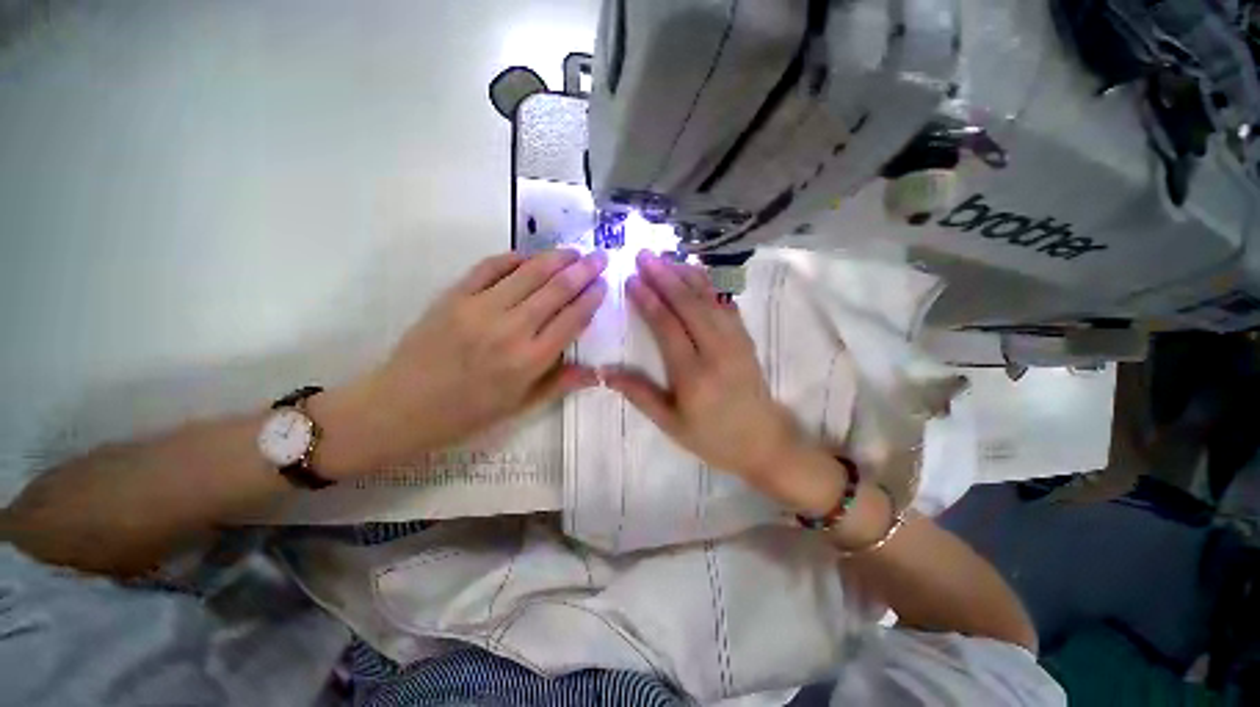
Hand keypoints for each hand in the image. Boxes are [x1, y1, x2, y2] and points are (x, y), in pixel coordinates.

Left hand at [315, 249, 607, 474]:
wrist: (401, 406)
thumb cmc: (467, 413)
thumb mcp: (520, 407)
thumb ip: (560, 383)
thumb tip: (597, 372)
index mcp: (530, 361)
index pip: (571, 320)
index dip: (591, 299)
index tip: (603, 285)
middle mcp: (510, 330)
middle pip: (556, 290)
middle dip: (583, 271)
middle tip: (600, 257)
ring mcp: (480, 308)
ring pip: (528, 273)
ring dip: (555, 258)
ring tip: (573, 252)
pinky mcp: (454, 296)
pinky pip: (489, 267)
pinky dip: (513, 258)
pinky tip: (529, 256)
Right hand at [602, 251, 804, 483]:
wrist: (763, 442)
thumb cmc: (712, 437)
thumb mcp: (670, 424)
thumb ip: (639, 395)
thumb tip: (604, 372)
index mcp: (693, 375)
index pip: (667, 327)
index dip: (648, 300)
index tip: (631, 279)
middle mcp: (717, 352)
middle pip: (688, 305)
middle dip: (665, 277)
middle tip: (644, 255)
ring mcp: (736, 342)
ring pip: (709, 300)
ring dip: (686, 275)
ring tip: (666, 257)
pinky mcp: (746, 339)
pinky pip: (727, 305)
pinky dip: (711, 286)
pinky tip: (698, 272)